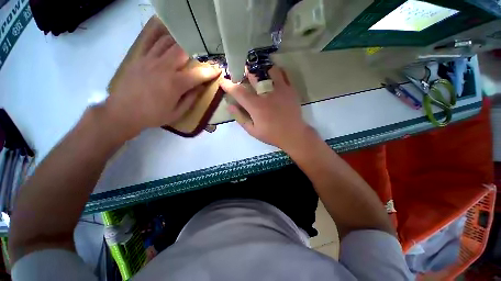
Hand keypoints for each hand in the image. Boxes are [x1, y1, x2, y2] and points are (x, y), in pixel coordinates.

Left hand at [105, 18, 220, 138]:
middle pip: (183, 51)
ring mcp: (150, 60)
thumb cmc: (153, 115)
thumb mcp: (177, 113)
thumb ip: (190, 99)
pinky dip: (159, 34)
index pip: (198, 74)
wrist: (122, 112)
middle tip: (201, 53)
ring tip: (187, 43)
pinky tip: (166, 32)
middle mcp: (164, 67)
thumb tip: (200, 88)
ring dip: (180, 42)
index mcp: (175, 84)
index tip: (218, 70)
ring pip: (168, 42)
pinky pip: (150, 40)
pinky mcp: (139, 57)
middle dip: (195, 51)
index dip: (210, 71)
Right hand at [220, 67, 313, 150]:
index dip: (229, 85)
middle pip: (253, 76)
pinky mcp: (290, 90)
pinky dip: (277, 72)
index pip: (238, 92)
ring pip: (269, 71)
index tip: (224, 82)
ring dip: (262, 70)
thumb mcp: (252, 130)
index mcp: (256, 106)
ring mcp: (280, 90)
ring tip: (260, 74)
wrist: (293, 134)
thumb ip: (240, 118)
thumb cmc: (271, 134)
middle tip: (242, 73)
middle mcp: (267, 95)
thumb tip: (230, 106)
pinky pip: (284, 74)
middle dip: (245, 73)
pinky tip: (273, 76)